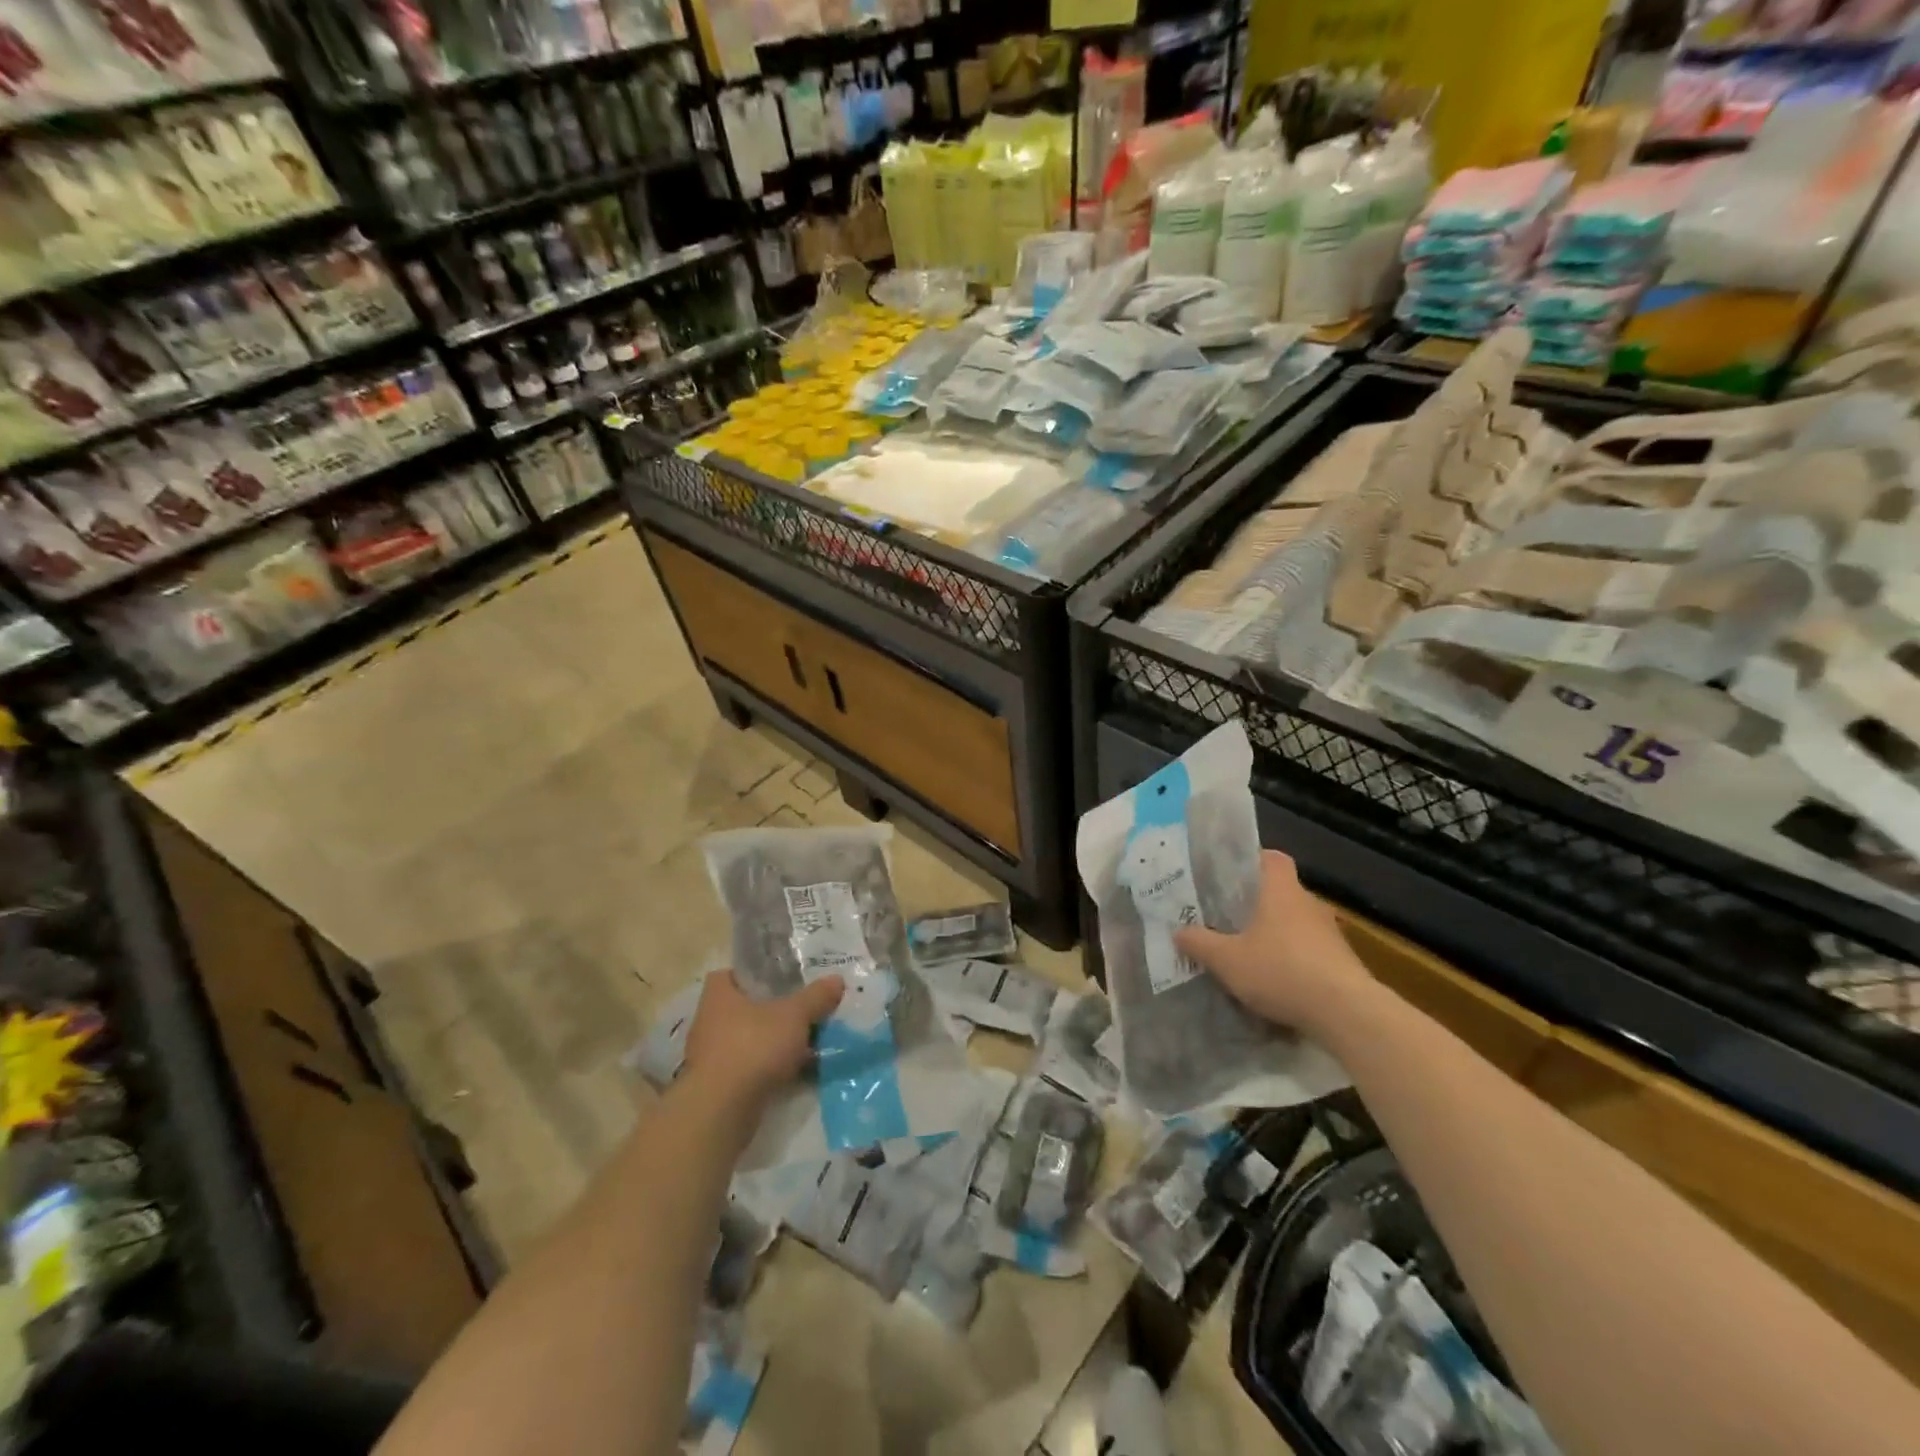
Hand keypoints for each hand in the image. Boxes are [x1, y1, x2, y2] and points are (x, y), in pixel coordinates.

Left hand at [682, 970, 843, 1109]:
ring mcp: (710, 1055)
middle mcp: (708, 1020)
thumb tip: (837, 979)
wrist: (721, 1110)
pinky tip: (794, 1072)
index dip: (759, 974)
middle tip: (803, 1010)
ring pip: (748, 1039)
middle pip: (746, 1007)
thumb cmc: (753, 1046)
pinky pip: (748, 1066)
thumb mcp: (794, 1015)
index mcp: (719, 993)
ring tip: (805, 1042)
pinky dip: (768, 1068)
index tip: (784, 980)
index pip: (735, 973)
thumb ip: (816, 997)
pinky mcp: (717, 1085)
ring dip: (772, 1042)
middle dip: (773, 1011)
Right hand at [1174, 850, 1371, 1034]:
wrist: (1347, 1013)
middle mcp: (1309, 904)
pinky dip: (1295, 961)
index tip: (1231, 875)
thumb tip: (1178, 931)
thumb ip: (1199, 943)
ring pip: (1297, 923)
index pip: (1271, 858)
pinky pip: (1312, 951)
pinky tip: (1278, 983)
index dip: (1252, 860)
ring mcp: (1331, 933)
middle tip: (1229, 918)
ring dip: (1278, 935)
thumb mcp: (1227, 960)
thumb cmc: (1281, 971)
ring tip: (1251, 954)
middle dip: (1258, 904)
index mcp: (1281, 891)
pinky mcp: (1344, 962)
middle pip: (1282, 892)